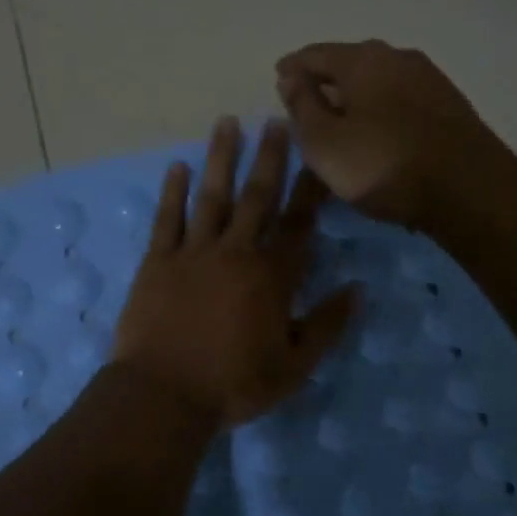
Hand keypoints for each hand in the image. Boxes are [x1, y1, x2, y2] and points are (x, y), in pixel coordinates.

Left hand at [112, 117, 360, 427]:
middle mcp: (236, 252)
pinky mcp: (158, 261)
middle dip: (270, 157)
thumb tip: (359, 290)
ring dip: (221, 158)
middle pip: (257, 197)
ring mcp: (193, 252)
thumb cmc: (233, 385)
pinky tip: (178, 166)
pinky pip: (167, 218)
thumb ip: (327, 325)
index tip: (318, 157)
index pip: (299, 224)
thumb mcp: (294, 367)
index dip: (310, 190)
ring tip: (227, 123)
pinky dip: (173, 191)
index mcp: (272, 276)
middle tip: (276, 120)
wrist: (163, 395)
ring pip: (212, 196)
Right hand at [275, 40, 516, 228]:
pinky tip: (376, 129)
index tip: (278, 78)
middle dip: (325, 79)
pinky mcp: (449, 104)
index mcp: (363, 60)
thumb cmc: (385, 165)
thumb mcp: (325, 143)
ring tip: (340, 118)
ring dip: (355, 95)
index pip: (315, 54)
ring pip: (378, 80)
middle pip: (350, 62)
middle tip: (306, 100)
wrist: (470, 190)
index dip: (292, 67)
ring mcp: (429, 78)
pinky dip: (380, 108)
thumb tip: (290, 76)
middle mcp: (398, 57)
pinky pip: (400, 98)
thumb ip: (302, 106)